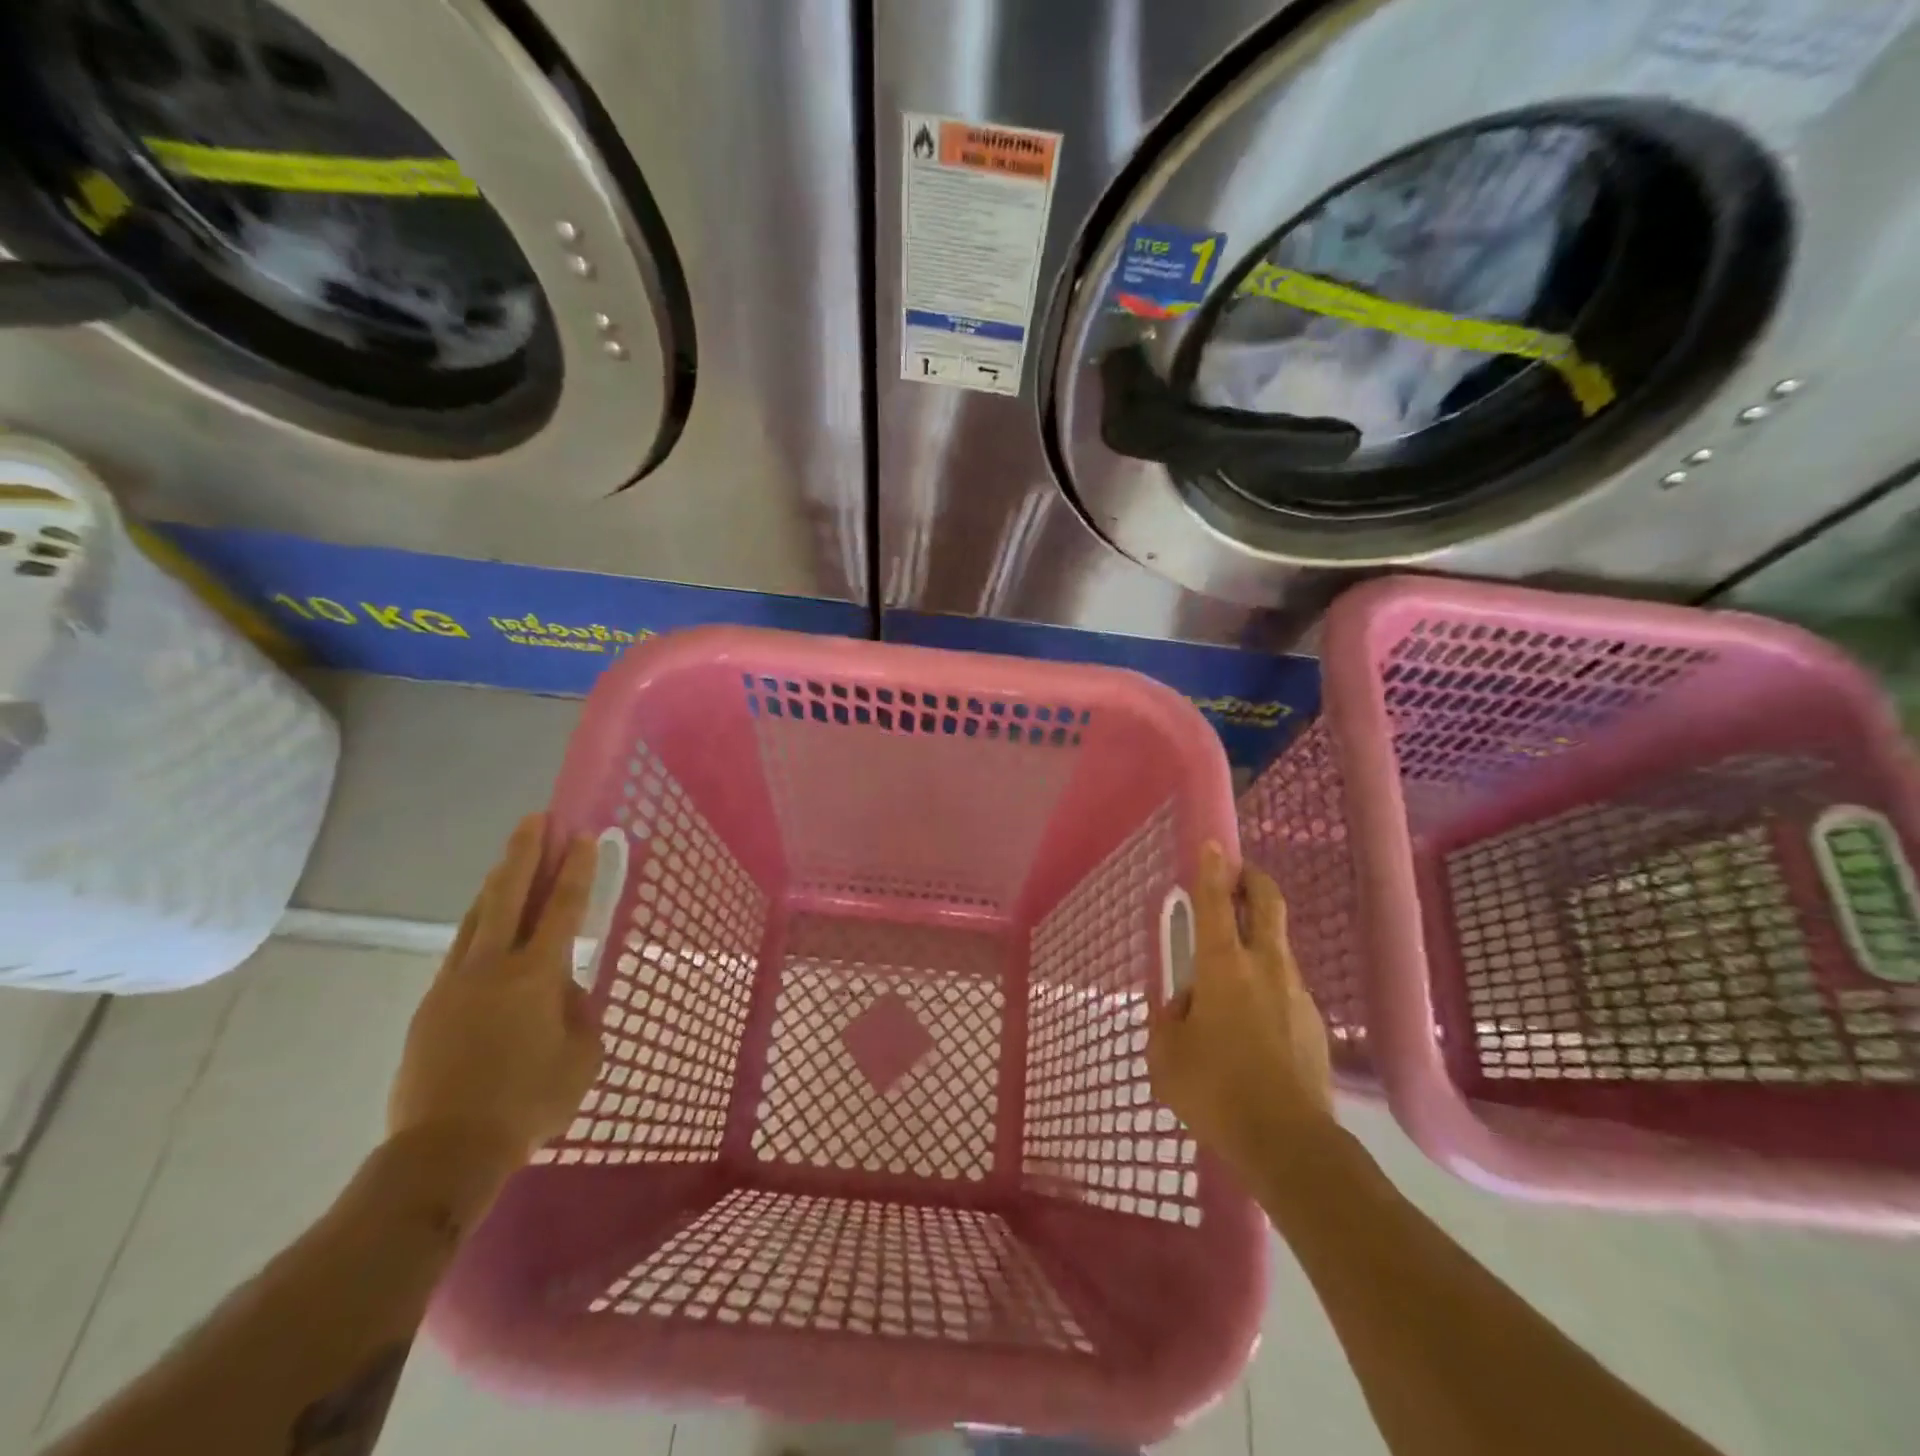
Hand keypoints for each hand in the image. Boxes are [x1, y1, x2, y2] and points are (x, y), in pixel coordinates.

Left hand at [388, 814, 603, 1177]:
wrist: (446, 1149)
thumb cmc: (529, 1101)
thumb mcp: (582, 1056)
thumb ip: (580, 1012)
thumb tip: (566, 989)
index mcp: (537, 975)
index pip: (562, 908)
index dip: (576, 870)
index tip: (583, 836)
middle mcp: (493, 966)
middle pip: (509, 895)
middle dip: (525, 853)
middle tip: (537, 818)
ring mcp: (456, 982)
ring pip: (477, 917)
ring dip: (497, 882)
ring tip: (510, 858)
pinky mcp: (432, 1005)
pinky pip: (460, 949)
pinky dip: (477, 924)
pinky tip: (483, 923)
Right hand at [1148, 842, 1334, 1191]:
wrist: (1289, 1144)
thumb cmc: (1216, 1090)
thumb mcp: (1167, 1055)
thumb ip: (1169, 1020)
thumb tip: (1184, 1006)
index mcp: (1223, 966)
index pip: (1216, 903)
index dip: (1212, 870)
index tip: (1213, 845)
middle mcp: (1265, 967)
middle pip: (1267, 905)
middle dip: (1253, 881)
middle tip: (1238, 875)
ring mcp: (1296, 993)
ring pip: (1276, 949)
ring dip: (1256, 942)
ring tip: (1228, 980)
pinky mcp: (1313, 1024)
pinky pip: (1284, 989)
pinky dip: (1266, 987)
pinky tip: (1251, 1026)